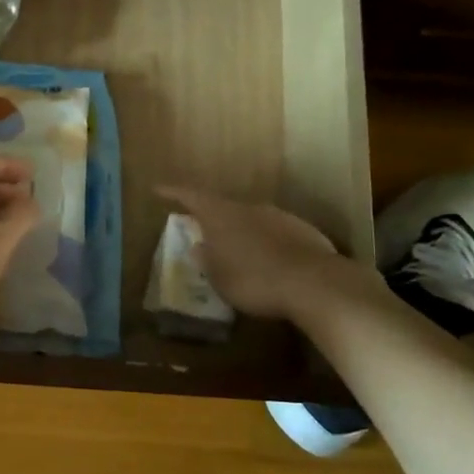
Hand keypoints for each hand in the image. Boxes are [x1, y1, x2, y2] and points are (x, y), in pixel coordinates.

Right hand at [157, 185, 355, 320]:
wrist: (314, 283)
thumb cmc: (255, 281)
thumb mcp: (220, 278)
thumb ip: (207, 260)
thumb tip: (199, 247)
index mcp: (221, 216)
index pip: (191, 196)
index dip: (173, 192)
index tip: (158, 189)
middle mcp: (248, 208)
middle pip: (223, 207)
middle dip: (211, 219)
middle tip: (202, 232)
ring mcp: (278, 216)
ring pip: (251, 220)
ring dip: (241, 233)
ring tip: (238, 254)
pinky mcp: (302, 229)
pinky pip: (275, 233)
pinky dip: (266, 243)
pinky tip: (270, 264)